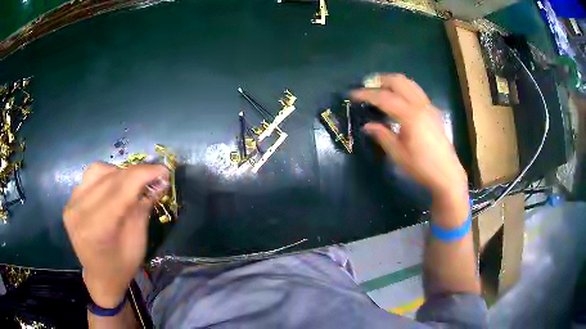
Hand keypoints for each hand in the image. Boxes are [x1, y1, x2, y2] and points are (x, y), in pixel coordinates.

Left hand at [63, 163, 168, 307]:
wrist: (100, 277)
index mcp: (98, 228)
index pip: (122, 188)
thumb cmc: (122, 266)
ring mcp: (72, 204)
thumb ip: (143, 208)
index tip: (164, 170)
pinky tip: (112, 190)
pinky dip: (105, 178)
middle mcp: (80, 211)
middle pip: (111, 177)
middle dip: (136, 173)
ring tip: (130, 185)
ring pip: (98, 171)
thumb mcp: (138, 242)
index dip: (144, 174)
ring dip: (119, 174)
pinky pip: (89, 178)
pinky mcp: (70, 201)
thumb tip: (158, 182)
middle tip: (153, 178)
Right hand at [351, 74, 467, 199]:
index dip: (367, 94)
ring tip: (380, 88)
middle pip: (399, 81)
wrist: (447, 174)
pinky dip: (404, 89)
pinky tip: (398, 100)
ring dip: (393, 82)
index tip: (353, 94)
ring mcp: (429, 106)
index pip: (384, 98)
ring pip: (409, 83)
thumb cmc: (422, 167)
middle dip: (381, 80)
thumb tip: (368, 125)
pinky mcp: (434, 111)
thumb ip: (382, 136)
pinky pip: (416, 92)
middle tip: (367, 86)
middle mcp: (421, 105)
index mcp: (411, 116)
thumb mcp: (398, 154)